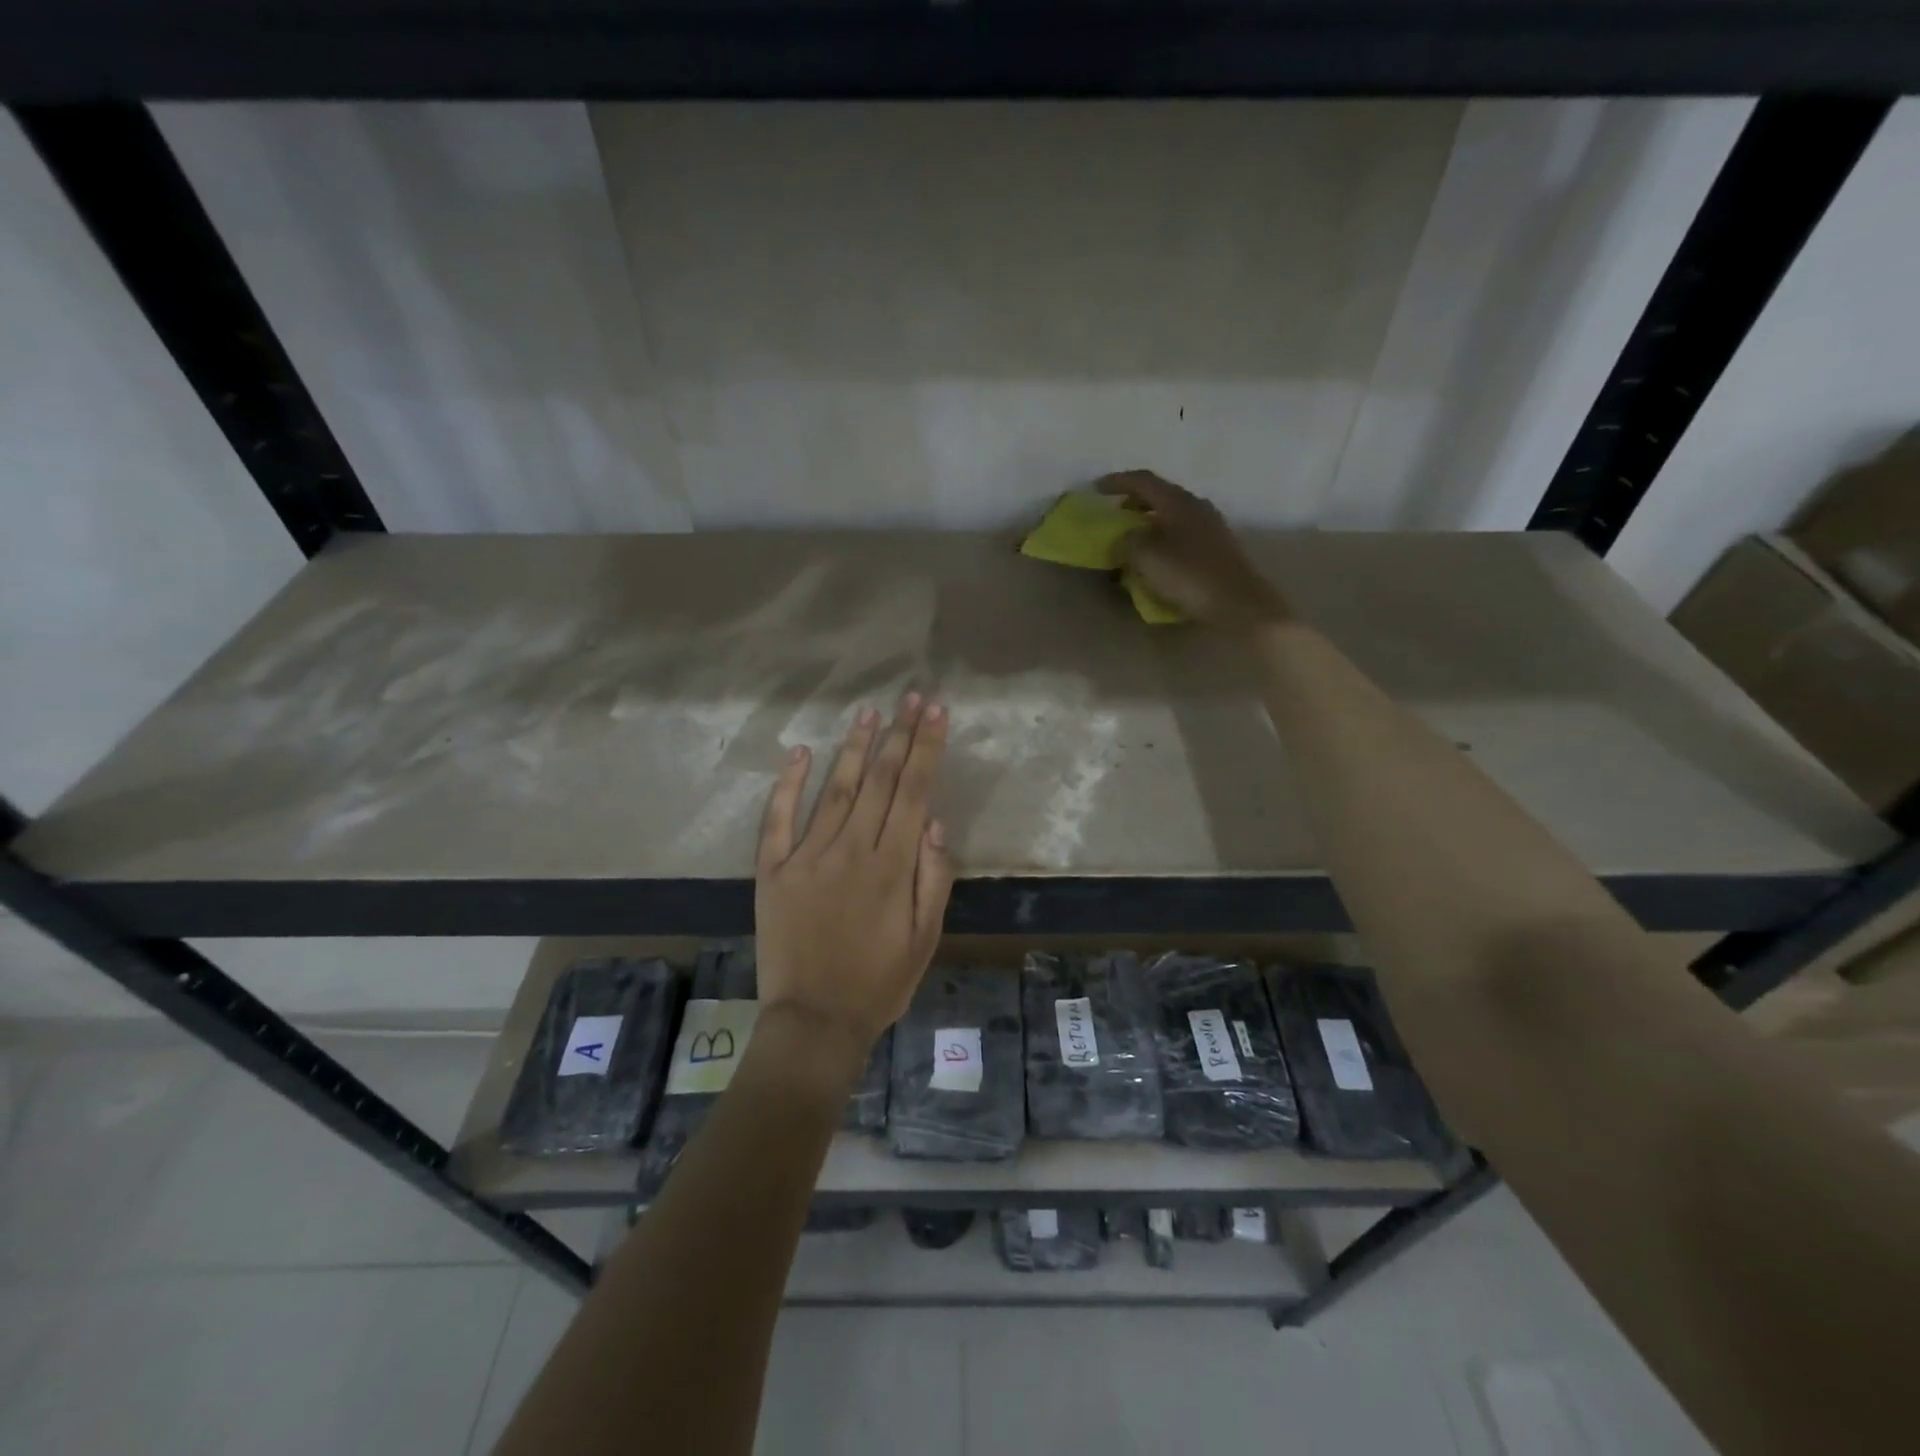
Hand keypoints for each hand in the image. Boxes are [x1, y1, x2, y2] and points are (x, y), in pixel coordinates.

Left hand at [754, 694, 954, 1050]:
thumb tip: (934, 822)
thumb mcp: (925, 940)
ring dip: (853, 749)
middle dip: (898, 736)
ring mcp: (806, 858)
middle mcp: (850, 851)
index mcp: (891, 867)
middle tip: (910, 698)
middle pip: (878, 782)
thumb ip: (933, 879)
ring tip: (868, 713)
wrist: (814, 1022)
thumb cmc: (879, 983)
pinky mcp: (772, 872)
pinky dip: (788, 786)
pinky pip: (778, 821)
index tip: (935, 713)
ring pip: (834, 791)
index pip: (913, 793)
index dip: (926, 749)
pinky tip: (801, 754)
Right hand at [1098, 470, 1291, 629]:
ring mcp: (1212, 525)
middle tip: (1115, 513)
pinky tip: (1158, 554)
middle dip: (1134, 501)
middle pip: (1161, 494)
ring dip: (1150, 520)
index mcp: (1178, 502)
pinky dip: (1165, 535)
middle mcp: (1197, 506)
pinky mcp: (1219, 546)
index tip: (1096, 489)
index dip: (1117, 482)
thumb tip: (1123, 539)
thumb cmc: (1189, 577)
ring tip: (1134, 536)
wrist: (1239, 603)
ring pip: (1173, 513)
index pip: (1143, 481)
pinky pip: (1184, 531)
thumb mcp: (1146, 558)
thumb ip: (1127, 542)